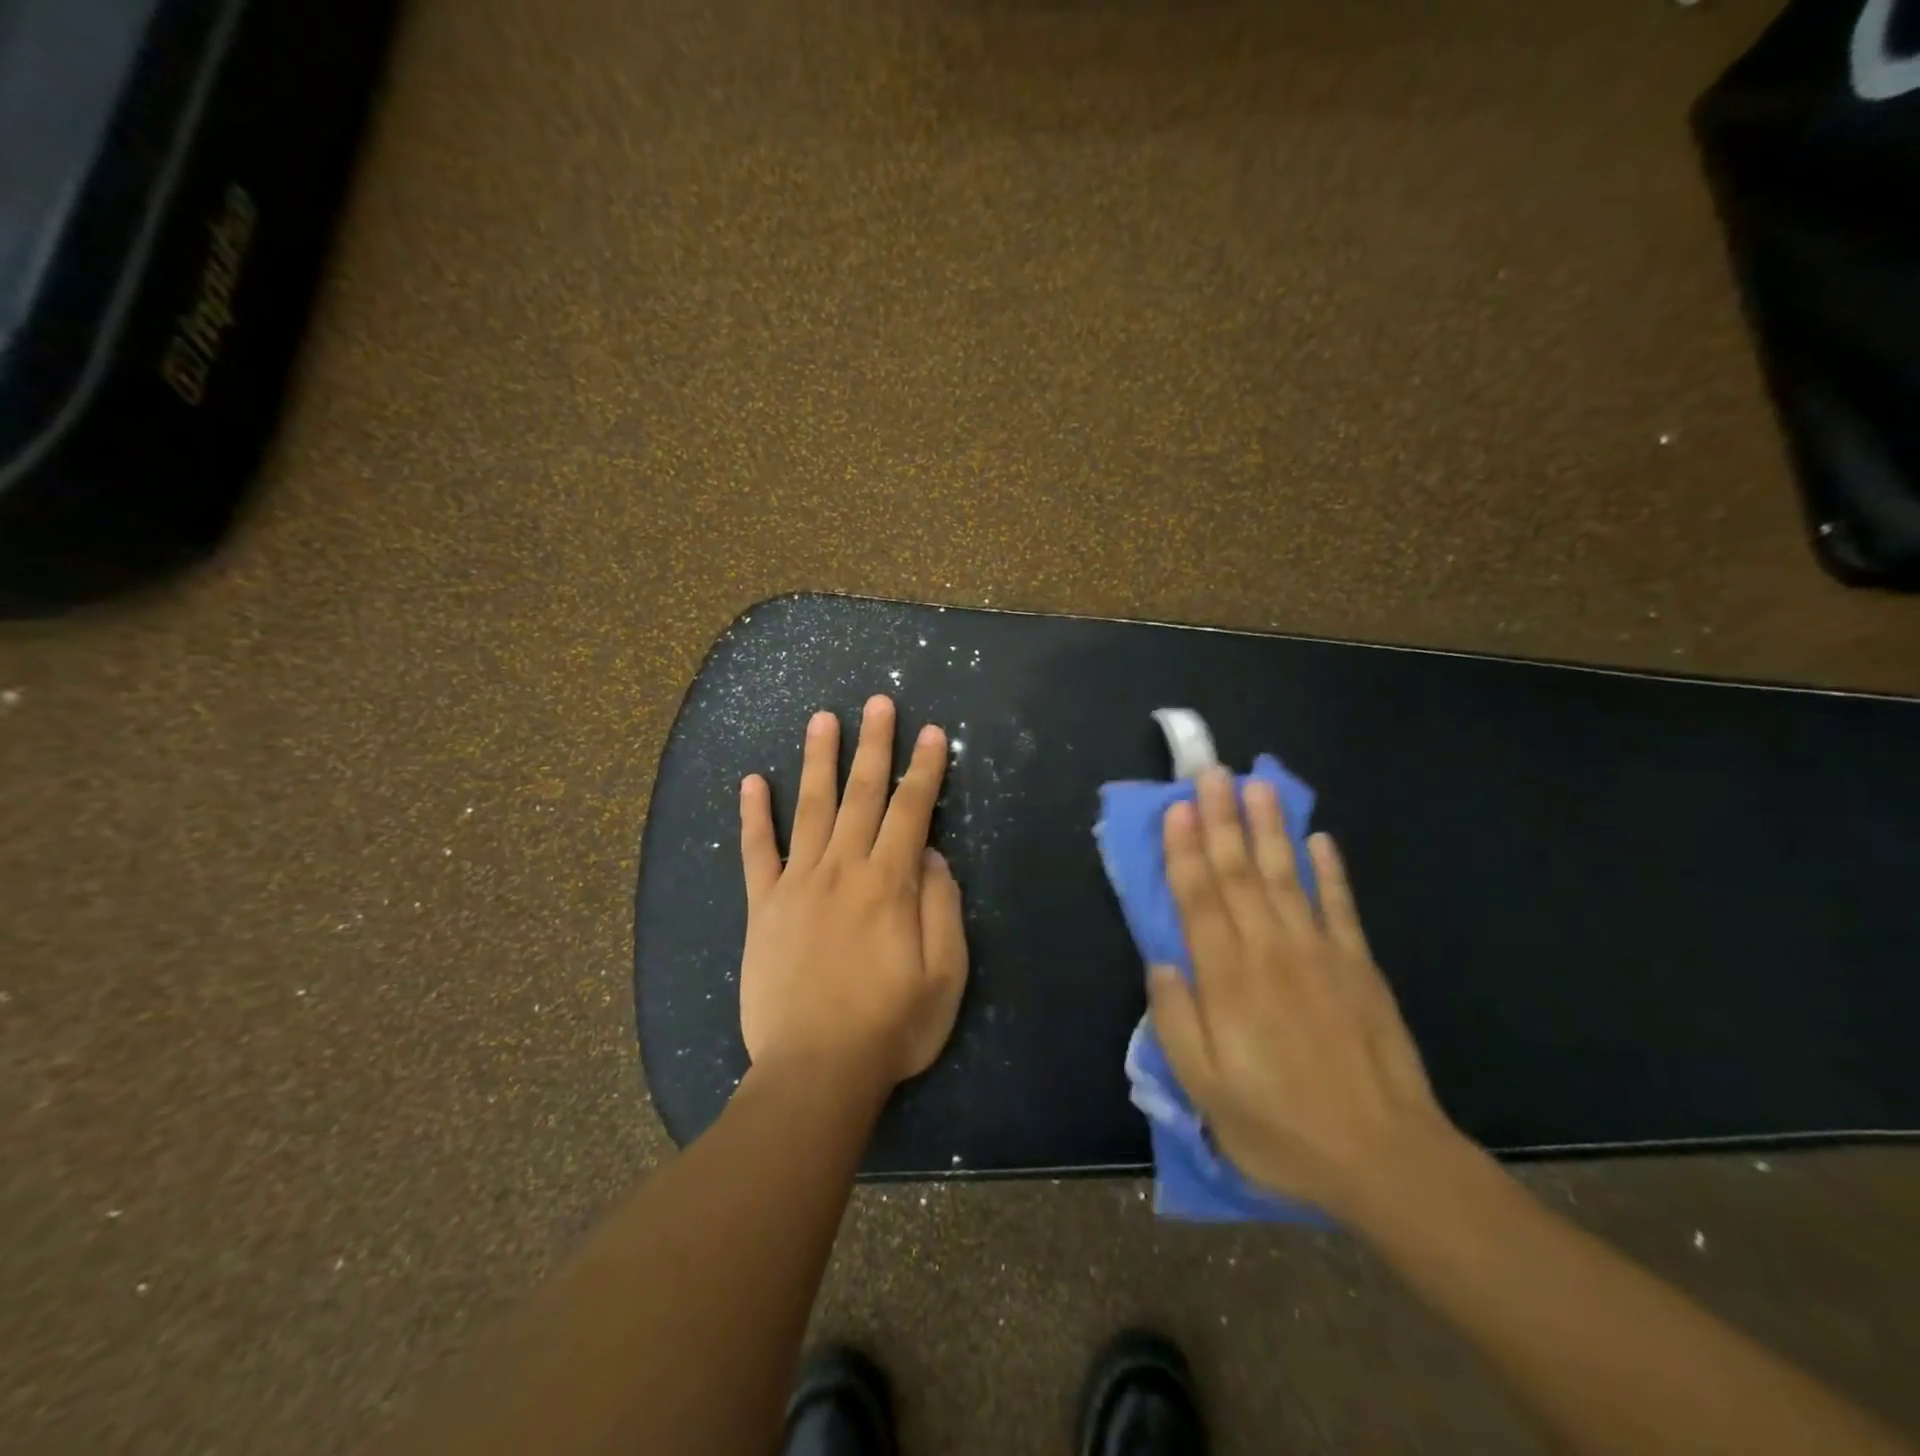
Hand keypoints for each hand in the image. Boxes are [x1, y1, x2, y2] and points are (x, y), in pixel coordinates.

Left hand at [737, 695, 968, 1088]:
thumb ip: (941, 907)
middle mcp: (842, 869)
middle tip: (877, 702)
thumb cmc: (890, 1027)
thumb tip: (930, 854)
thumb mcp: (944, 975)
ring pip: (811, 808)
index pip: (911, 811)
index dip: (923, 769)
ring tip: (822, 719)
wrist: (815, 1072)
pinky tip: (752, 781)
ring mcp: (797, 884)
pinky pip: (757, 852)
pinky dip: (754, 815)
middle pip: (861, 794)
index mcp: (889, 883)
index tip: (930, 733)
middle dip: (874, 745)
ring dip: (818, 760)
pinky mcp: (763, 907)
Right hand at [1147, 768, 1456, 1217]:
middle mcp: (1269, 951)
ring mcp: (1319, 953)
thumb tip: (1159, 963)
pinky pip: (1340, 906)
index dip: (1184, 850)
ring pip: (1286, 876)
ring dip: (1269, 828)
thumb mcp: (1205, 1092)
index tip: (1177, 807)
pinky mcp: (1359, 966)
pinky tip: (1321, 839)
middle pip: (1239, 873)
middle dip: (1221, 819)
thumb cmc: (1281, 1128)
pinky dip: (1330, 870)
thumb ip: (1175, 1022)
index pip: (1198, 898)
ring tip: (1257, 785)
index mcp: (1226, 979)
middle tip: (1212, 772)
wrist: (1387, 1159)